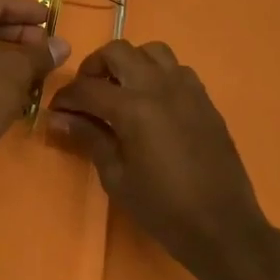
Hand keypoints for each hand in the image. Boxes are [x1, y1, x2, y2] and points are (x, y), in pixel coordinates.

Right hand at [47, 40, 269, 279]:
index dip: (65, 98)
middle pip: (117, 51)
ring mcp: (186, 88)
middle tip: (87, 94)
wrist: (224, 228)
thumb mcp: (116, 177)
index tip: (56, 111)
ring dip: (129, 63)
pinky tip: (153, 102)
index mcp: (132, 107)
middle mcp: (158, 86)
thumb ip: (88, 138)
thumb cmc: (163, 209)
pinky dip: (157, 74)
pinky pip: (176, 69)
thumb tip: (57, 119)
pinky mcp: (204, 99)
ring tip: (121, 90)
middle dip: (94, 67)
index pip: (87, 88)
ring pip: (150, 51)